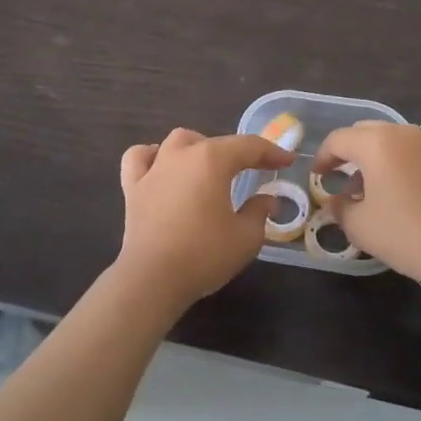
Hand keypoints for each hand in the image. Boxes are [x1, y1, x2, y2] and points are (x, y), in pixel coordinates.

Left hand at [117, 127, 293, 311]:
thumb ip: (259, 212)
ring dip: (197, 147)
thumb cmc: (204, 255)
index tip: (287, 161)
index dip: (272, 152)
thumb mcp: (246, 238)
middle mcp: (182, 155)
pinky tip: (160, 166)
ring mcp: (154, 168)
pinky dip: (151, 156)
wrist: (152, 279)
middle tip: (252, 170)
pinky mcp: (133, 187)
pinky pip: (138, 158)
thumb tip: (266, 199)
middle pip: (214, 142)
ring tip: (208, 165)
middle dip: (237, 153)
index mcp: (212, 160)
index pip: (249, 146)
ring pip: (177, 141)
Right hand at [313, 122, 420, 291]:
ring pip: (389, 141)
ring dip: (373, 158)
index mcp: (376, 143)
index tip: (317, 176)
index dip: (322, 157)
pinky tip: (396, 195)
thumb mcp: (359, 226)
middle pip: (364, 132)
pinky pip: (411, 154)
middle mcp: (402, 134)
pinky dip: (396, 165)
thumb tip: (335, 202)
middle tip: (338, 176)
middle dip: (347, 151)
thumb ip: (340, 208)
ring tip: (367, 189)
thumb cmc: (404, 233)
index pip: (338, 140)